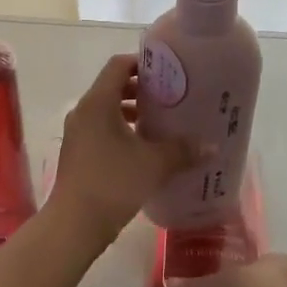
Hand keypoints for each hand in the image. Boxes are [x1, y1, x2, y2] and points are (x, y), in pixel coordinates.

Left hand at [49, 54, 204, 238]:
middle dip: (142, 90)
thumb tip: (211, 146)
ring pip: (107, 111)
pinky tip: (145, 149)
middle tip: (171, 96)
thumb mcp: (154, 164)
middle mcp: (83, 111)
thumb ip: (182, 150)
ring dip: (132, 113)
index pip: (119, 65)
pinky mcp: (78, 153)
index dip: (143, 63)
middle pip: (113, 87)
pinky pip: (102, 130)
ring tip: (162, 122)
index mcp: (98, 102)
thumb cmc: (113, 183)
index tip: (168, 71)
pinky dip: (122, 131)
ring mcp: (77, 133)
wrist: (75, 224)